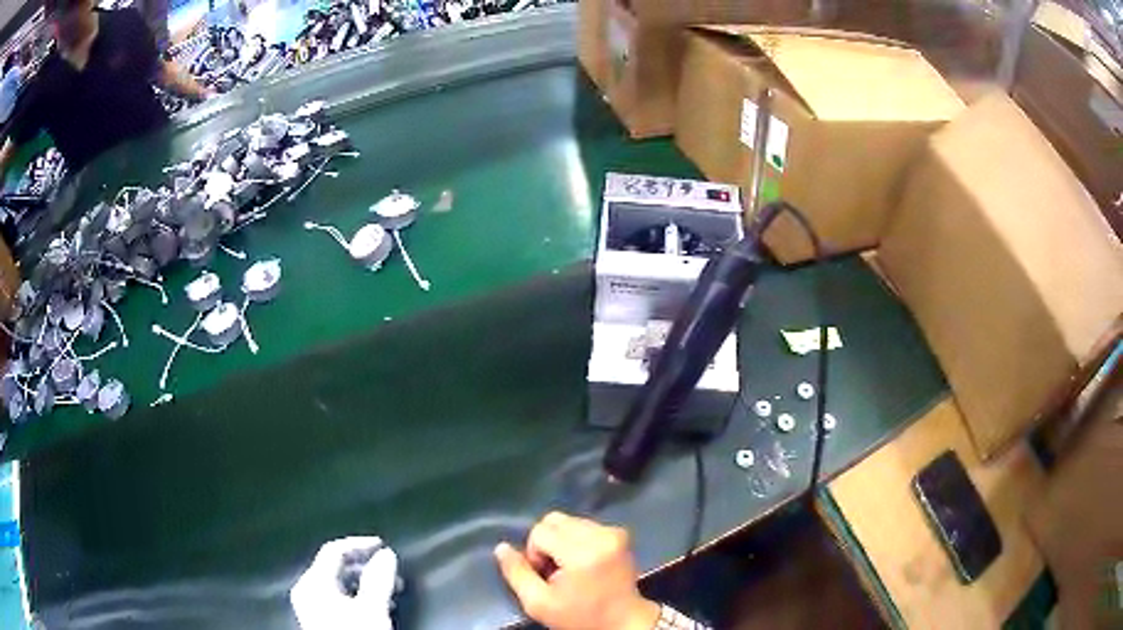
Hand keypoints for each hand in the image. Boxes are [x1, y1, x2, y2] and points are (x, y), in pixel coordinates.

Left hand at [290, 537, 397, 629]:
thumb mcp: (371, 609)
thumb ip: (378, 580)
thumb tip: (386, 555)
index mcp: (313, 582)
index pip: (334, 550)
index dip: (360, 544)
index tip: (383, 546)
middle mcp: (307, 590)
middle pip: (335, 566)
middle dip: (365, 566)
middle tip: (391, 571)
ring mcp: (310, 606)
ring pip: (338, 583)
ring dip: (364, 582)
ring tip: (389, 591)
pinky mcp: (319, 620)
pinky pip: (337, 597)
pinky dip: (357, 596)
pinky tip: (374, 606)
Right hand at [495, 512, 659, 629]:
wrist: (622, 621)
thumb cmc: (580, 616)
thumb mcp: (539, 603)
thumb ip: (517, 573)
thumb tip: (501, 547)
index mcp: (583, 553)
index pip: (540, 531)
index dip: (534, 553)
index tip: (545, 576)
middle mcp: (602, 535)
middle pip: (554, 520)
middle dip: (546, 542)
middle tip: (554, 570)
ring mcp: (614, 532)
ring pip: (569, 521)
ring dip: (561, 541)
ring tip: (569, 567)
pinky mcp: (621, 533)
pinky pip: (585, 525)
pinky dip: (577, 539)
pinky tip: (583, 562)